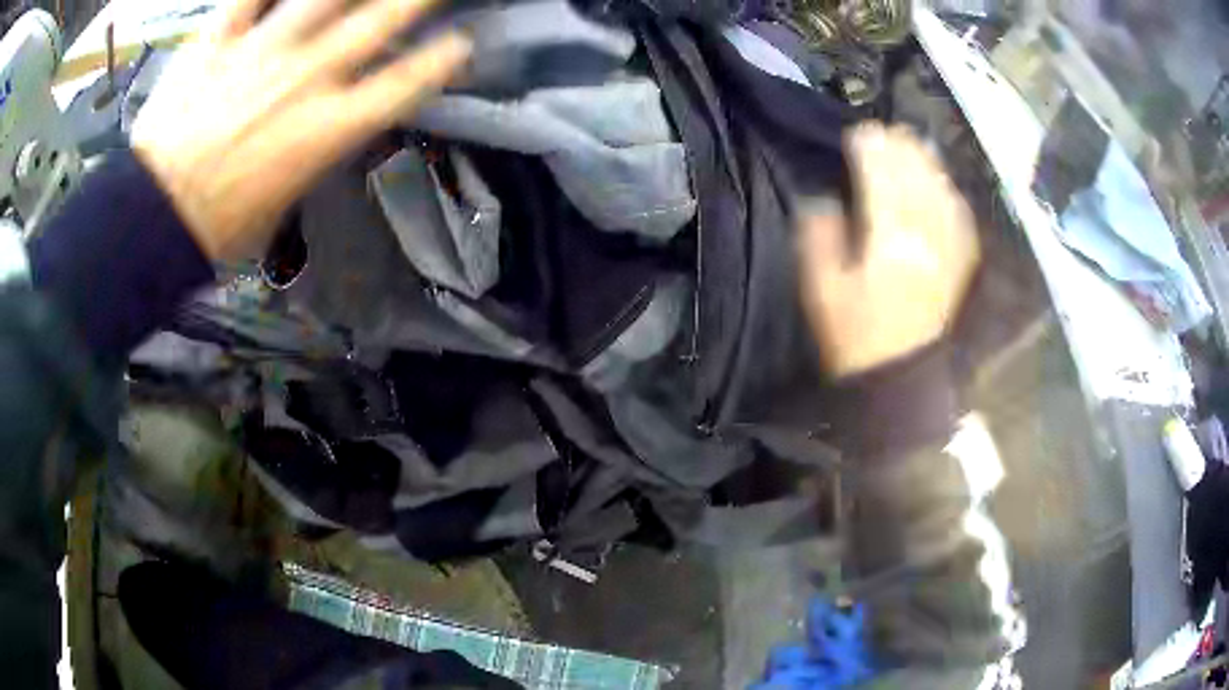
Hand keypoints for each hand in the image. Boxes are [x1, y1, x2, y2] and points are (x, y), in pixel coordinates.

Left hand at [131, 0, 471, 261]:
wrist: (152, 216)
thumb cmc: (219, 225)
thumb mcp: (284, 197)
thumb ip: (314, 146)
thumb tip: (333, 119)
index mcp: (328, 128)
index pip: (405, 83)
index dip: (440, 59)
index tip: (461, 42)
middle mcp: (307, 78)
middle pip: (381, 21)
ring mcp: (262, 51)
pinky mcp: (218, 41)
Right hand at [798, 123, 979, 376]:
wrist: (899, 375)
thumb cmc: (855, 334)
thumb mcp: (822, 290)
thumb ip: (819, 239)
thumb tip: (823, 199)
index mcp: (887, 243)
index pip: (882, 181)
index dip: (871, 152)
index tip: (860, 132)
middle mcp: (923, 239)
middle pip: (916, 180)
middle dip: (901, 149)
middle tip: (887, 130)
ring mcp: (947, 251)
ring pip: (942, 194)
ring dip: (928, 164)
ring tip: (915, 143)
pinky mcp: (959, 264)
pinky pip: (961, 220)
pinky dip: (951, 195)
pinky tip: (943, 184)